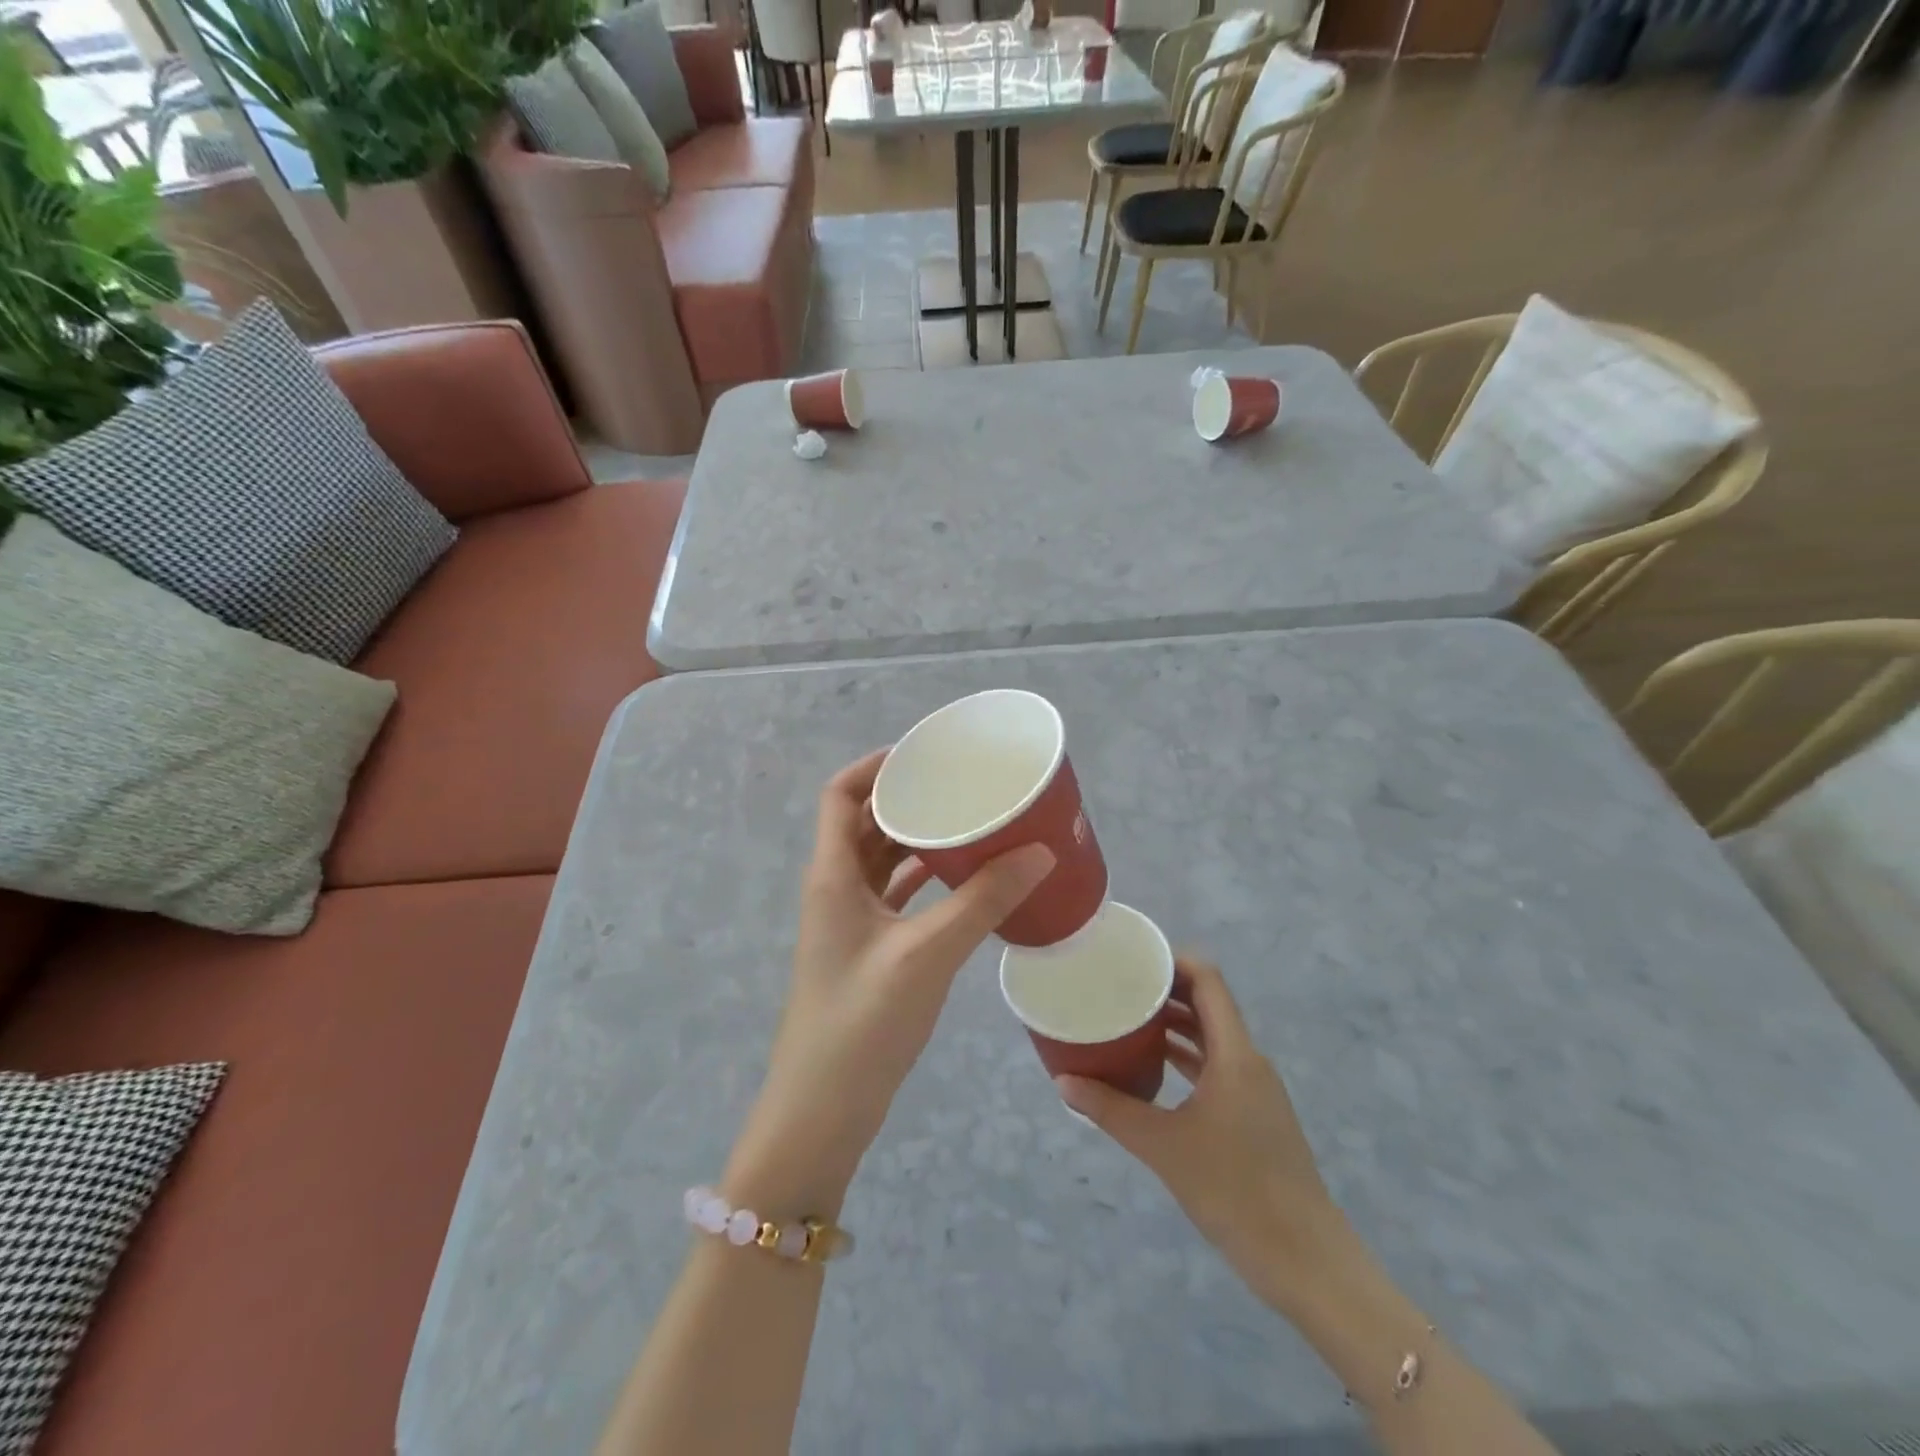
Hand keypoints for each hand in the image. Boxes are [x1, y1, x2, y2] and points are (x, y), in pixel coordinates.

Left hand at [724, 750, 1054, 1217]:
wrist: (822, 1111)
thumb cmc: (862, 1022)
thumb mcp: (926, 954)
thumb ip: (983, 901)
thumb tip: (1040, 852)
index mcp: (832, 874)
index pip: (841, 794)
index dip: (875, 765)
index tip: (924, 754)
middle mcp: (835, 888)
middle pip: (866, 822)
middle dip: (908, 799)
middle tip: (960, 786)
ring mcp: (850, 922)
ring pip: (882, 860)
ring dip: (918, 840)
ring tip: (970, 824)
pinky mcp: (868, 951)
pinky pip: (896, 896)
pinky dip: (925, 880)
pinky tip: (966, 880)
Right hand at [1057, 958, 1349, 1311]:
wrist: (1305, 1261)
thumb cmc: (1235, 1191)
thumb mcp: (1163, 1146)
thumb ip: (1111, 1109)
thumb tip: (1063, 1082)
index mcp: (1235, 1054)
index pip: (1208, 981)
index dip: (1173, 960)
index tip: (1132, 957)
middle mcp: (1248, 1061)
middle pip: (1208, 1005)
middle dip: (1165, 990)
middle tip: (1118, 985)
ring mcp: (1254, 1089)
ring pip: (1211, 1037)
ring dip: (1174, 1024)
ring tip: (1128, 1018)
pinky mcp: (1253, 1115)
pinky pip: (1216, 1067)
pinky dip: (1186, 1057)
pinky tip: (1153, 1067)